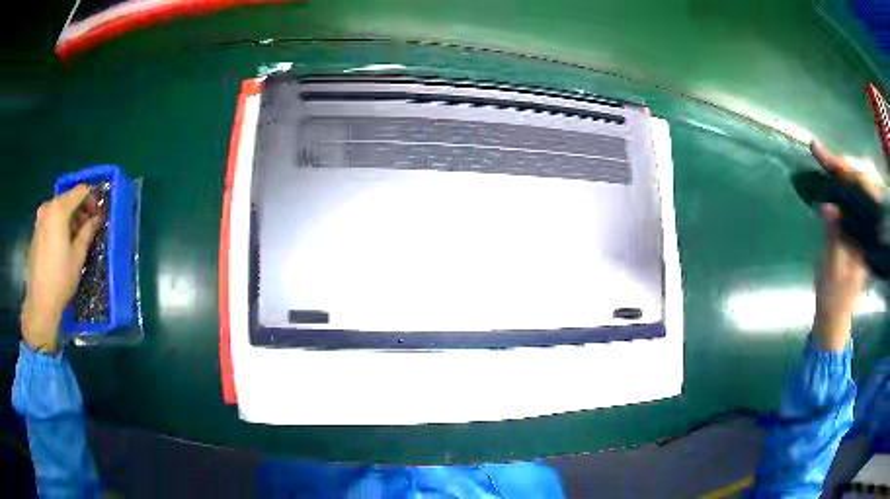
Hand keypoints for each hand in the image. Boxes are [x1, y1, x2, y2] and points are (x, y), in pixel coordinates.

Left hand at [21, 185, 100, 353]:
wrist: (40, 301)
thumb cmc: (60, 278)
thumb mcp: (78, 256)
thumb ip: (87, 231)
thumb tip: (96, 219)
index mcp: (59, 209)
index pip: (80, 191)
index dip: (91, 200)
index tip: (96, 217)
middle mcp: (48, 208)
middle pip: (68, 199)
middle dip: (79, 210)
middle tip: (87, 229)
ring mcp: (40, 219)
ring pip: (58, 210)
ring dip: (69, 219)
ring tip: (75, 239)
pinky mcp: (36, 232)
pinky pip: (51, 220)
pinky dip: (59, 226)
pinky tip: (63, 246)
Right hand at [810, 141, 874, 350]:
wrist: (835, 316)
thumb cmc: (834, 299)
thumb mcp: (832, 272)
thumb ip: (833, 239)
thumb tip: (828, 206)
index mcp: (866, 239)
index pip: (860, 193)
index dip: (843, 171)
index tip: (823, 155)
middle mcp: (867, 230)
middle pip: (858, 186)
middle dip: (839, 166)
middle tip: (817, 152)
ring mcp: (862, 230)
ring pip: (855, 191)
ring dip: (839, 174)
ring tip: (821, 160)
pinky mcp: (855, 233)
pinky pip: (850, 201)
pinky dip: (839, 187)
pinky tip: (830, 182)